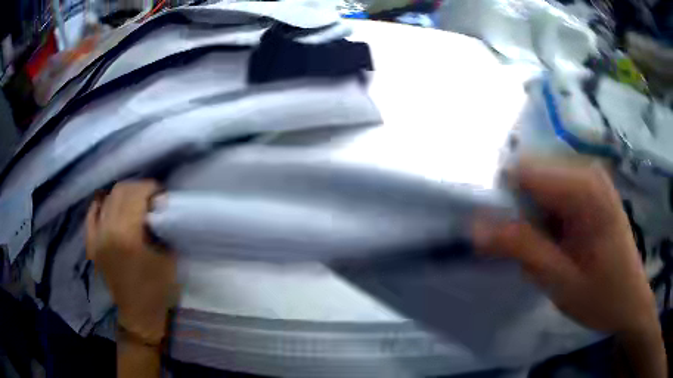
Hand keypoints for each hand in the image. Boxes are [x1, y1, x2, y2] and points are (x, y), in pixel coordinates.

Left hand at [86, 180, 176, 344]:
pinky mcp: (91, 243)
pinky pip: (92, 213)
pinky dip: (102, 204)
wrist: (137, 314)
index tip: (161, 193)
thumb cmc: (157, 290)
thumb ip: (162, 228)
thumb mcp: (168, 258)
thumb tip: (159, 207)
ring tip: (134, 202)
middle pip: (120, 191)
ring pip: (107, 199)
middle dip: (138, 188)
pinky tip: (111, 205)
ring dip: (122, 195)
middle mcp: (107, 231)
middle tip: (150, 197)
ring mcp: (96, 237)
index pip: (136, 194)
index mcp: (127, 236)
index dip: (150, 188)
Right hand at [472, 161, 657, 335]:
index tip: (502, 238)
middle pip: (531, 173)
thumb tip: (476, 227)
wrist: (630, 301)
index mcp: (585, 189)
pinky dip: (544, 216)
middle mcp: (587, 171)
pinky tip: (557, 241)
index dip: (504, 202)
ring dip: (532, 216)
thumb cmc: (602, 297)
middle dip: (519, 211)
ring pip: (539, 183)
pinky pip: (553, 191)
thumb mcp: (560, 281)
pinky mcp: (591, 189)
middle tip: (529, 251)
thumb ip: (522, 249)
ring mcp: (590, 178)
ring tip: (546, 249)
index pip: (524, 171)